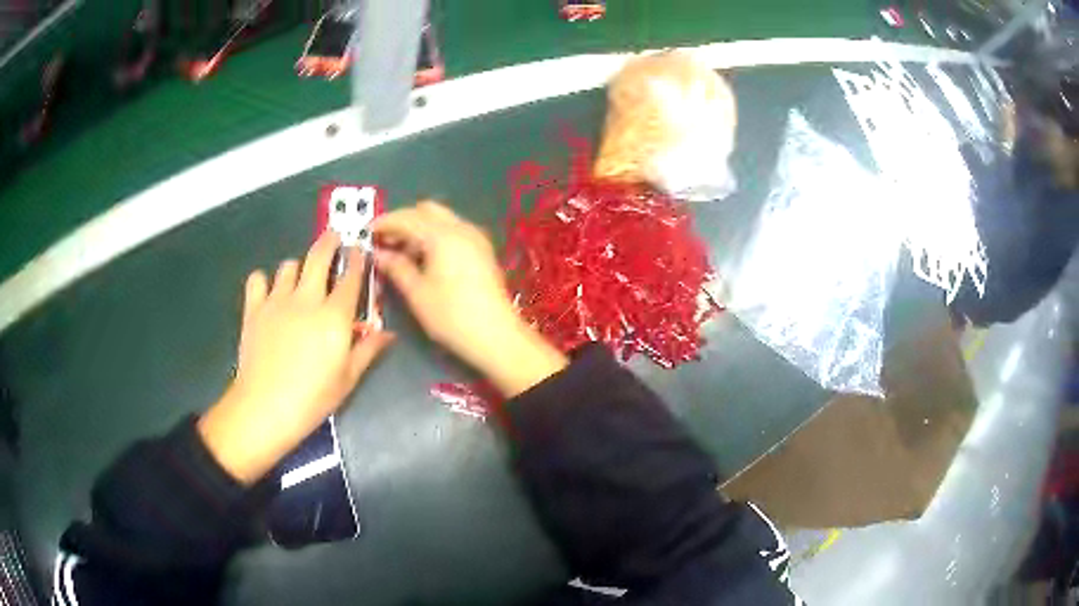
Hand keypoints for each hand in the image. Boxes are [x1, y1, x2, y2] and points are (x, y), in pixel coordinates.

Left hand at [198, 232, 394, 484]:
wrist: (265, 407)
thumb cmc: (313, 398)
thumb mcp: (348, 379)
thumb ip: (368, 350)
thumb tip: (389, 333)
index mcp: (334, 316)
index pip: (350, 276)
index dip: (357, 259)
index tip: (360, 250)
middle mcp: (307, 299)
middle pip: (318, 255)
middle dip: (329, 241)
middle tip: (334, 237)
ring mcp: (277, 300)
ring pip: (288, 266)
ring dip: (298, 268)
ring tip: (300, 279)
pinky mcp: (254, 308)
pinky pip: (257, 279)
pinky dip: (263, 281)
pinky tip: (268, 293)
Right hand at [373, 201, 565, 397]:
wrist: (497, 336)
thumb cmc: (452, 316)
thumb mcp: (417, 293)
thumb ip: (396, 267)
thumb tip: (378, 254)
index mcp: (443, 235)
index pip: (407, 217)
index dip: (385, 223)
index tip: (367, 233)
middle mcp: (462, 228)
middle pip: (426, 211)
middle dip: (403, 221)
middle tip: (384, 241)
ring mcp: (475, 238)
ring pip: (441, 219)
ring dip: (419, 228)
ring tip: (400, 252)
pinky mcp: (482, 251)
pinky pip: (453, 231)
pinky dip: (434, 236)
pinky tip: (423, 258)